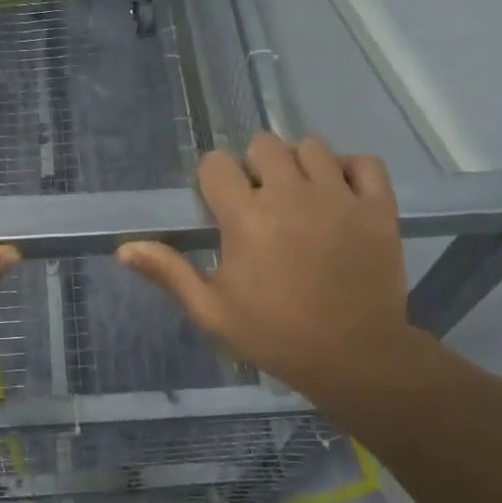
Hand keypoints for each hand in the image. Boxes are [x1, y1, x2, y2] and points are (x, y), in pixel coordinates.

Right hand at [117, 134, 436, 412]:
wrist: (355, 358)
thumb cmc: (275, 335)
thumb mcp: (212, 312)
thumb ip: (169, 273)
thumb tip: (123, 248)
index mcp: (246, 217)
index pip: (216, 164)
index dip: (212, 180)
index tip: (219, 206)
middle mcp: (291, 194)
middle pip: (263, 144)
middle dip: (254, 166)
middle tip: (260, 201)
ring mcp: (339, 196)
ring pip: (312, 146)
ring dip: (299, 165)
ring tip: (301, 197)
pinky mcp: (378, 207)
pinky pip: (365, 162)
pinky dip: (351, 170)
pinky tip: (341, 193)